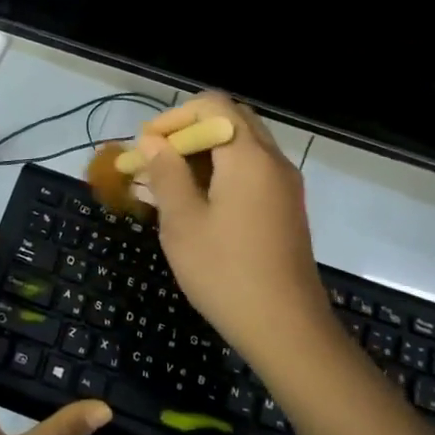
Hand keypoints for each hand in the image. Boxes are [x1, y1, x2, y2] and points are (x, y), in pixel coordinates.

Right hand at [136, 95, 332, 364]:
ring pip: (241, 146)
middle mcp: (272, 160)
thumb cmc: (226, 273)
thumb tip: (151, 141)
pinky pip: (252, 170)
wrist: (287, 329)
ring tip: (169, 184)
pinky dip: (222, 172)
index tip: (147, 147)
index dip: (174, 117)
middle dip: (189, 132)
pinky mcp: (286, 207)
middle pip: (230, 120)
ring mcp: (284, 184)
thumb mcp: (183, 223)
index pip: (212, 105)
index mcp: (248, 156)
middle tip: (158, 160)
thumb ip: (166, 174)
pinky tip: (196, 204)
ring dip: (204, 153)